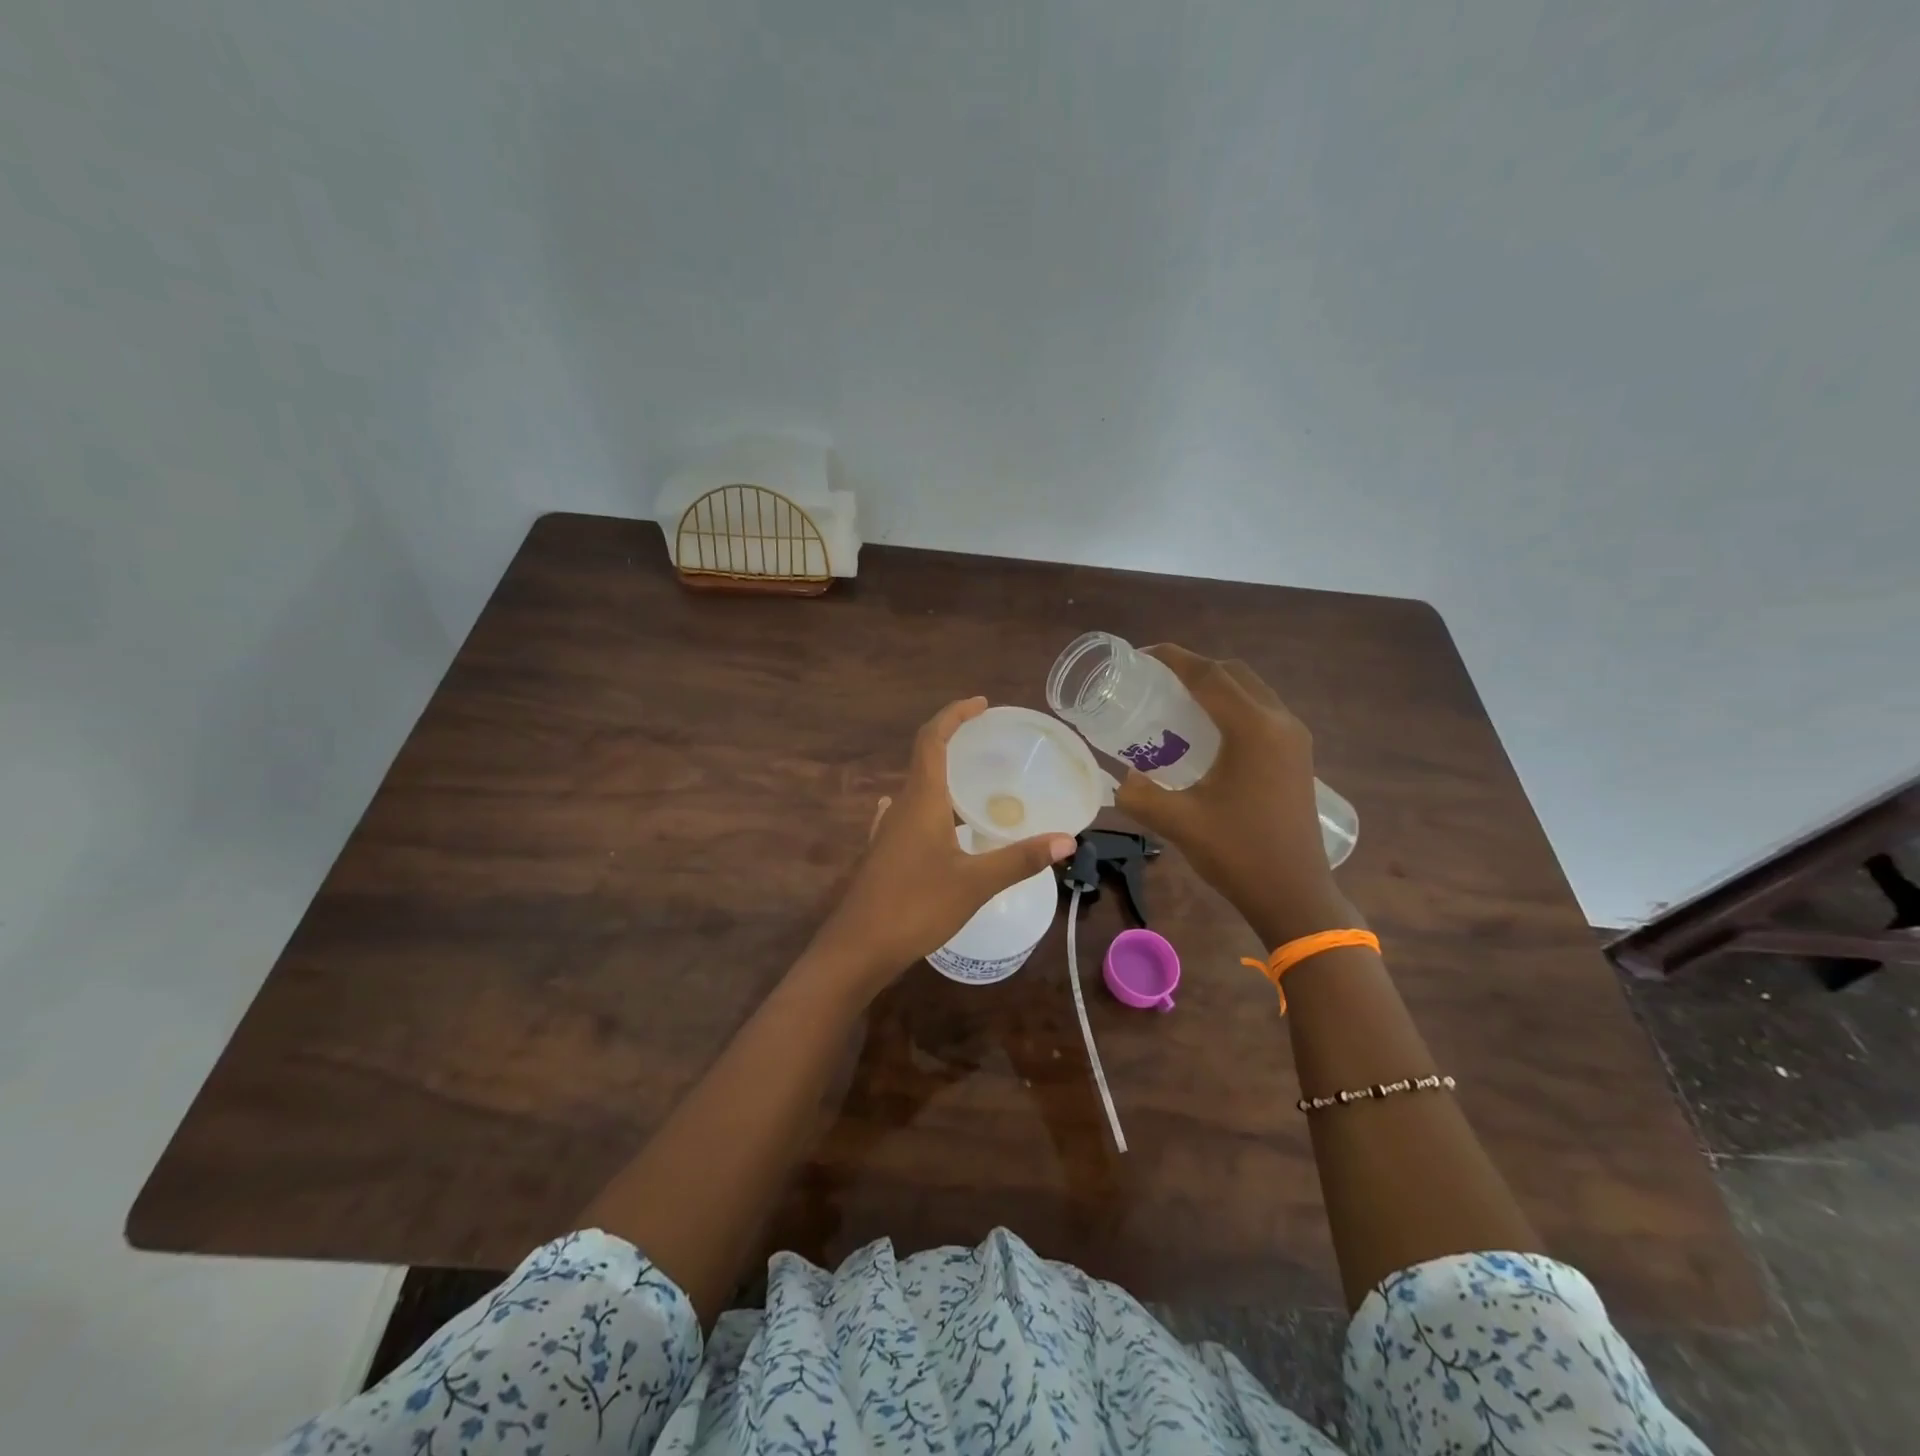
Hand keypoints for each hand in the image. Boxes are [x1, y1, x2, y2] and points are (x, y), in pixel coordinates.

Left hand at [805, 698, 1075, 993]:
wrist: (858, 948)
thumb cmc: (916, 906)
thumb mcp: (975, 883)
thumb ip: (1020, 858)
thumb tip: (1066, 839)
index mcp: (921, 800)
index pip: (933, 739)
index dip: (954, 714)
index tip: (981, 703)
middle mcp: (901, 806)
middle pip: (924, 758)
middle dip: (954, 741)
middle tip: (989, 742)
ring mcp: (887, 831)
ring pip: (917, 788)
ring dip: (942, 775)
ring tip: (973, 782)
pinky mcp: (883, 853)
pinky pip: (908, 815)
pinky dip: (928, 805)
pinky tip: (934, 819)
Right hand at [1115, 646, 1358, 947]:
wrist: (1295, 895)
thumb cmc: (1238, 854)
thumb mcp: (1178, 823)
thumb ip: (1139, 796)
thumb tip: (1119, 781)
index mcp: (1253, 729)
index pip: (1209, 675)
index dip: (1173, 658)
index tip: (1140, 656)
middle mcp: (1280, 723)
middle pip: (1233, 674)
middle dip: (1194, 668)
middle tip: (1155, 680)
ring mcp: (1294, 739)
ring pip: (1251, 691)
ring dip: (1215, 686)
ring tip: (1176, 701)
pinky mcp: (1297, 756)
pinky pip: (1261, 712)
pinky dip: (1231, 706)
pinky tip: (1206, 733)